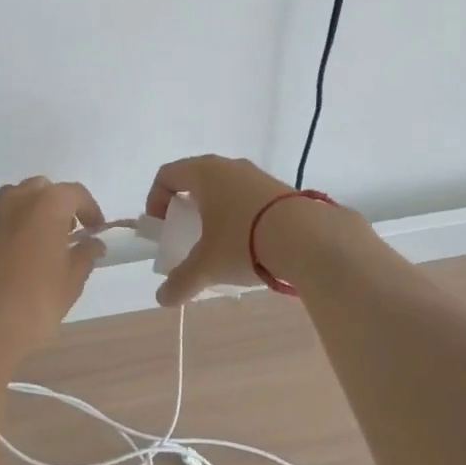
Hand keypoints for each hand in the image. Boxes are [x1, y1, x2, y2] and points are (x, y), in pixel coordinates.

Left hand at [0, 176, 105, 361]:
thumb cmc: (34, 303)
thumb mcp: (71, 282)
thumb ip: (85, 255)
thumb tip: (92, 244)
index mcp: (47, 205)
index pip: (75, 193)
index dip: (89, 209)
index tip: (94, 229)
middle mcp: (14, 199)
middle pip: (39, 189)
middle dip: (54, 205)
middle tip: (62, 234)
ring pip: (10, 199)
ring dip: (25, 212)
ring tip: (31, 242)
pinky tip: (1, 255)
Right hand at [145, 154, 298, 306]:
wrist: (309, 239)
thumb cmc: (244, 241)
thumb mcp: (207, 265)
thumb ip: (181, 281)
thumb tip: (163, 298)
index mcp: (203, 173)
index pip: (167, 175)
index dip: (156, 200)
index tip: (162, 227)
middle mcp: (228, 166)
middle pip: (195, 179)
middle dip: (186, 207)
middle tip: (186, 234)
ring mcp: (257, 175)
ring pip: (224, 188)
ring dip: (215, 211)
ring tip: (219, 243)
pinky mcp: (280, 189)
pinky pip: (248, 197)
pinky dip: (239, 215)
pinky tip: (249, 244)